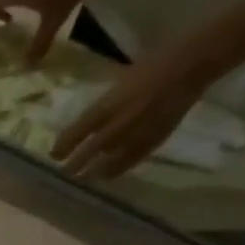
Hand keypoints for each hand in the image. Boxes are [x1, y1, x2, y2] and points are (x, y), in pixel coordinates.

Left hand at [52, 41, 224, 179]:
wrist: (189, 66)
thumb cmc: (150, 68)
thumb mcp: (116, 86)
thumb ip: (101, 108)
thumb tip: (84, 126)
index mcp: (105, 107)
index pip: (75, 134)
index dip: (62, 148)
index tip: (54, 155)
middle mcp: (117, 125)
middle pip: (86, 154)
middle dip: (73, 166)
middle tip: (65, 173)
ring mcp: (135, 136)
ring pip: (105, 165)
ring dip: (92, 173)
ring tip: (84, 177)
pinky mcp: (152, 142)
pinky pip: (128, 163)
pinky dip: (115, 171)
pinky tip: (107, 175)